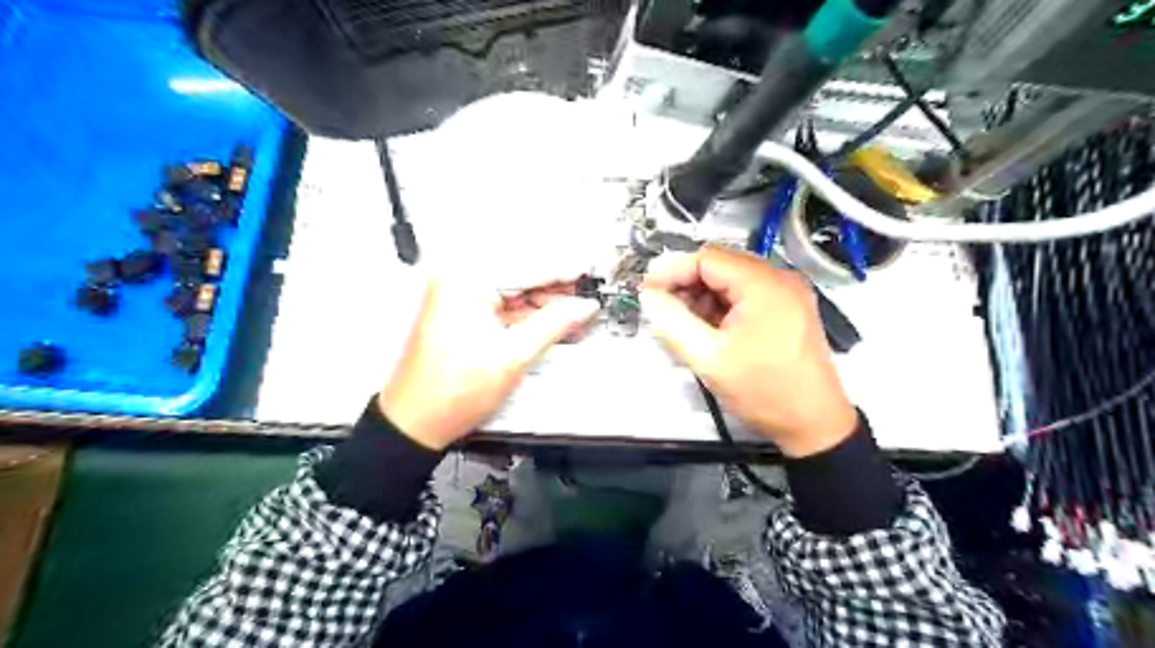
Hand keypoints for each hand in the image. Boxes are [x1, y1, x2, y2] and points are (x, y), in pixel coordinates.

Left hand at [379, 277, 599, 449]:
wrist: (415, 422)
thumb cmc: (452, 392)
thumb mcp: (515, 355)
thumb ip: (555, 323)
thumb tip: (584, 306)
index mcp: (466, 281)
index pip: (528, 266)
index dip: (564, 272)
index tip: (590, 273)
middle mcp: (457, 279)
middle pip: (519, 275)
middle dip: (554, 291)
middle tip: (585, 301)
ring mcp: (455, 295)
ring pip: (512, 291)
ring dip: (542, 304)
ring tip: (573, 318)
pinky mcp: (458, 311)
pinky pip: (500, 304)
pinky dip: (524, 315)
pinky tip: (549, 324)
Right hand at [641, 244, 856, 458]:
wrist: (814, 424)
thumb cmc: (764, 391)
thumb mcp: (709, 357)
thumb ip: (672, 321)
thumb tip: (648, 295)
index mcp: (763, 283)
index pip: (706, 258)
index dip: (671, 272)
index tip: (648, 293)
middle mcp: (780, 279)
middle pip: (719, 266)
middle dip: (686, 285)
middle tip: (664, 311)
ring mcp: (787, 294)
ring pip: (730, 281)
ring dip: (703, 298)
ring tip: (687, 327)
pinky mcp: (788, 310)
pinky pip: (745, 296)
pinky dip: (722, 308)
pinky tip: (710, 331)